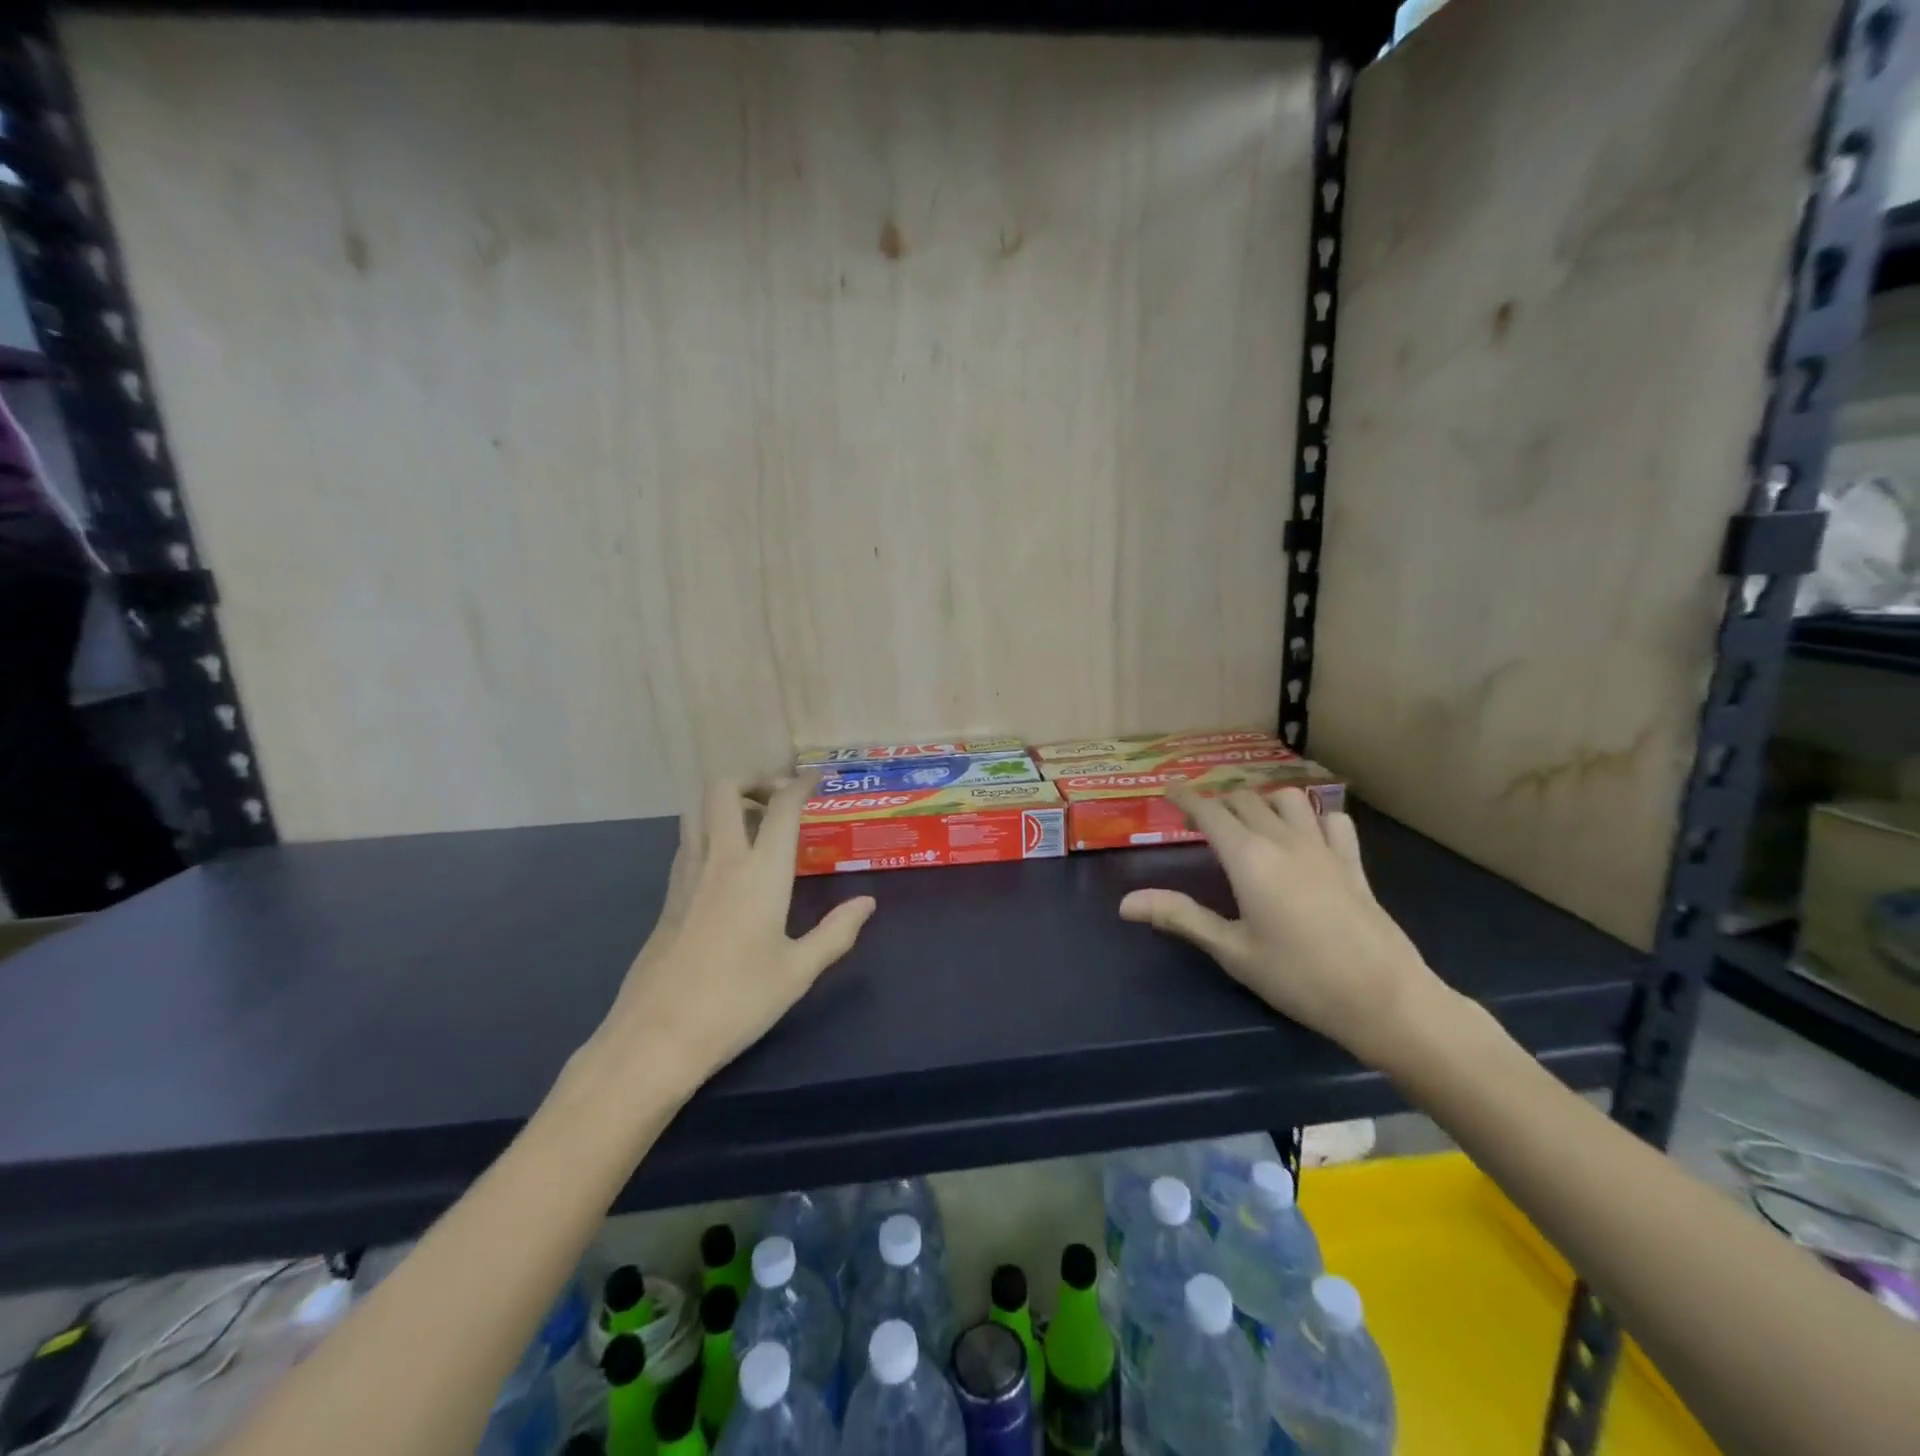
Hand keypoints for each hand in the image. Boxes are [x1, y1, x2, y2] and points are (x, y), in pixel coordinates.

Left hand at [583, 777, 875, 1097]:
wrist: (656, 1037)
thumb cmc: (737, 1003)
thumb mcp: (798, 972)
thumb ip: (836, 932)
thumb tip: (867, 903)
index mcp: (760, 874)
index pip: (780, 808)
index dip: (800, 785)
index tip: (816, 780)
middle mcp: (720, 861)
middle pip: (724, 789)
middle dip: (753, 779)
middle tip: (778, 799)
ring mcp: (686, 875)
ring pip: (697, 810)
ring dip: (726, 802)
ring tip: (754, 824)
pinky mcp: (668, 896)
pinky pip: (688, 840)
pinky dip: (709, 830)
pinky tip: (727, 863)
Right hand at [1118, 786, 1449, 1070]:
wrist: (1384, 999)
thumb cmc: (1299, 977)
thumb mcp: (1232, 951)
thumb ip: (1180, 917)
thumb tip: (1125, 903)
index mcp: (1249, 858)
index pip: (1210, 812)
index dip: (1185, 797)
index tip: (1168, 791)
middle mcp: (1284, 841)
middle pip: (1245, 799)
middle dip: (1218, 801)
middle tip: (1200, 819)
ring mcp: (1323, 848)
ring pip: (1288, 799)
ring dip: (1263, 801)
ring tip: (1250, 820)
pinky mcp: (1353, 863)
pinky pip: (1332, 820)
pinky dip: (1313, 817)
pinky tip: (1307, 836)